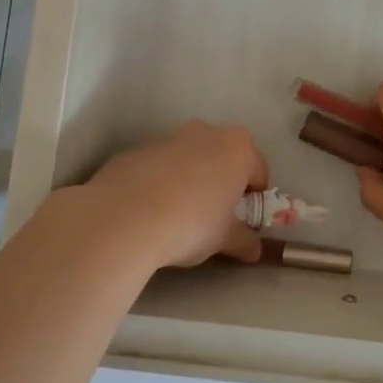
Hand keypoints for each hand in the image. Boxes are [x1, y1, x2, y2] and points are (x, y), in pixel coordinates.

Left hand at [73, 121, 269, 273]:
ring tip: (177, 217)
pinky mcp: (136, 151)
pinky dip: (159, 184)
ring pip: (189, 160)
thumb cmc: (192, 222)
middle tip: (213, 217)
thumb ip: (244, 241)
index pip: (258, 172)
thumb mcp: (225, 238)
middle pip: (223, 159)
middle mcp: (206, 132)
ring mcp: (168, 138)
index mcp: (237, 147)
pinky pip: (158, 168)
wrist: (125, 217)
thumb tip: (254, 250)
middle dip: (221, 184)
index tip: (242, 221)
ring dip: (190, 182)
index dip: (253, 199)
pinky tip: (149, 212)